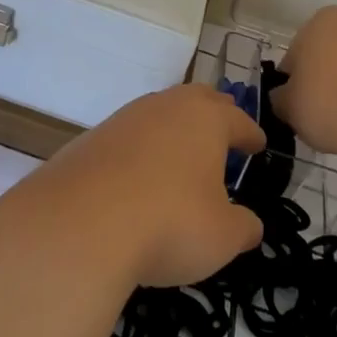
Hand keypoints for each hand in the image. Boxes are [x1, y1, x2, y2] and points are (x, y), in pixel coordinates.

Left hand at [8, 85, 265, 288]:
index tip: (257, 145)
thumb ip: (243, 228)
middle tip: (223, 132)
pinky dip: (139, 153)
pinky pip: (127, 139)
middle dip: (213, 114)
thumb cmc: (169, 223)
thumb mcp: (222, 237)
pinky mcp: (90, 140)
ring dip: (172, 132)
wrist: (78, 225)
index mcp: (205, 119)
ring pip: (157, 115)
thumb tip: (250, 225)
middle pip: (196, 100)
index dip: (251, 135)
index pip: (237, 120)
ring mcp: (123, 120)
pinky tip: (137, 179)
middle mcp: (164, 107)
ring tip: (180, 159)